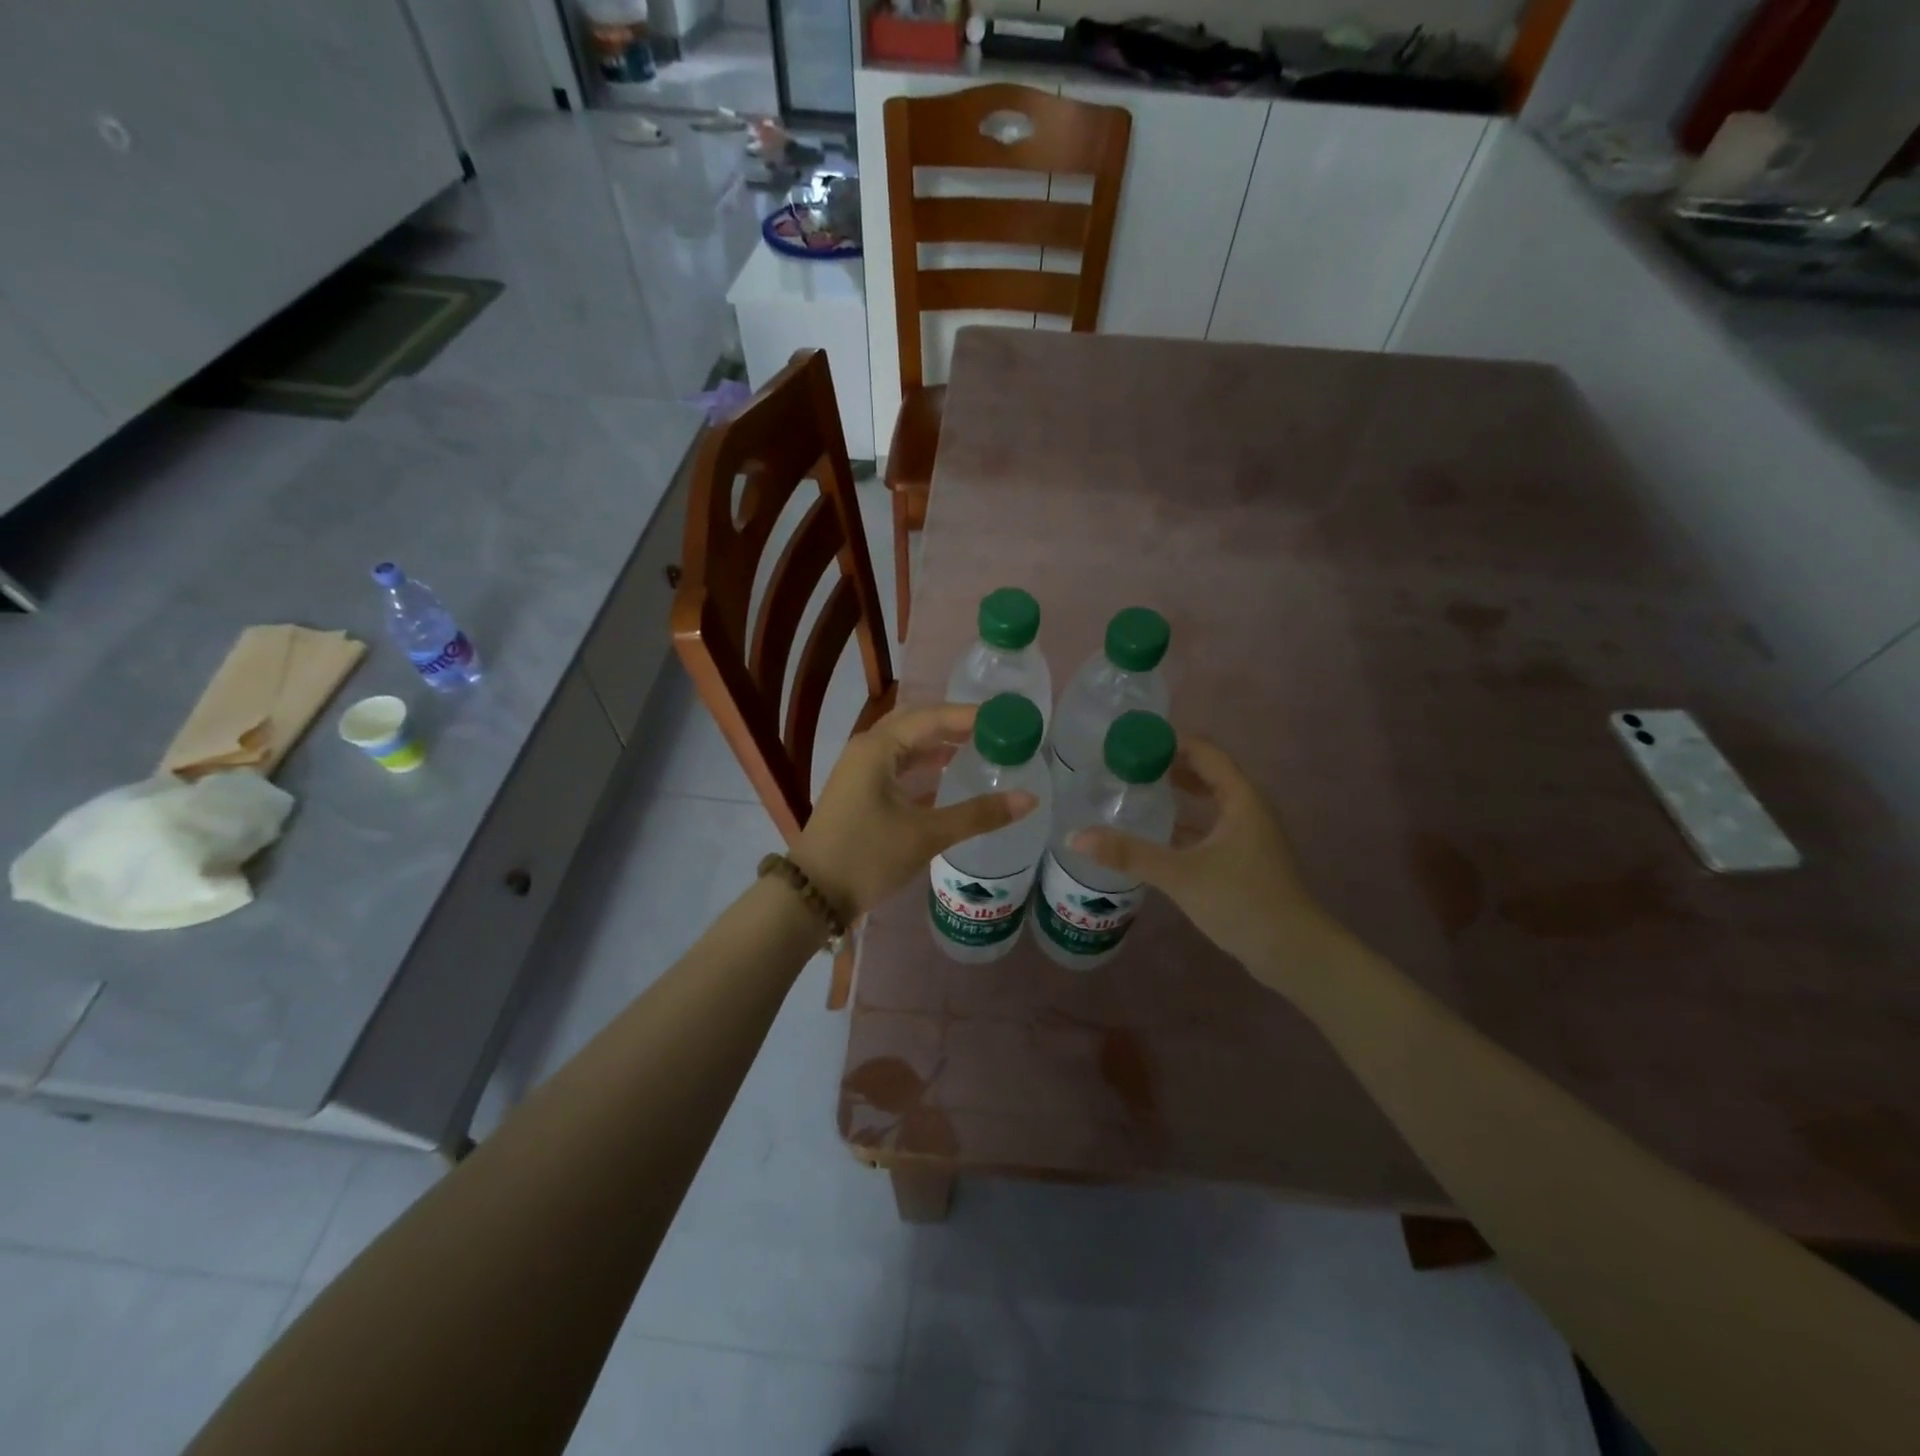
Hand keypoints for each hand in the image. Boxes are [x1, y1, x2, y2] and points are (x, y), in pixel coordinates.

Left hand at [793, 703, 1036, 918]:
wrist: (812, 895)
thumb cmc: (867, 856)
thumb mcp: (926, 835)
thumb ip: (978, 814)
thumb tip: (1030, 798)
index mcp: (878, 748)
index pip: (932, 717)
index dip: (971, 715)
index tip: (1007, 718)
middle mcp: (867, 749)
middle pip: (917, 723)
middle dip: (955, 724)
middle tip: (995, 730)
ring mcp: (860, 770)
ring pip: (906, 745)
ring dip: (940, 744)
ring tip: (980, 749)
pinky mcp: (860, 791)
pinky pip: (898, 766)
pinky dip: (925, 766)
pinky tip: (949, 778)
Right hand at [1069, 736, 1340, 990]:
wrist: (1293, 953)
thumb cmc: (1242, 901)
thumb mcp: (1180, 874)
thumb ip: (1129, 854)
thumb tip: (1074, 836)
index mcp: (1241, 798)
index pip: (1204, 751)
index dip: (1169, 741)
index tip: (1130, 740)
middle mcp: (1247, 809)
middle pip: (1206, 773)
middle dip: (1168, 765)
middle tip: (1126, 765)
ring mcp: (1248, 836)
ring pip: (1208, 802)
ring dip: (1176, 794)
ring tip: (1135, 791)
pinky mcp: (1243, 860)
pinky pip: (1208, 827)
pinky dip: (1183, 823)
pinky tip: (1156, 833)